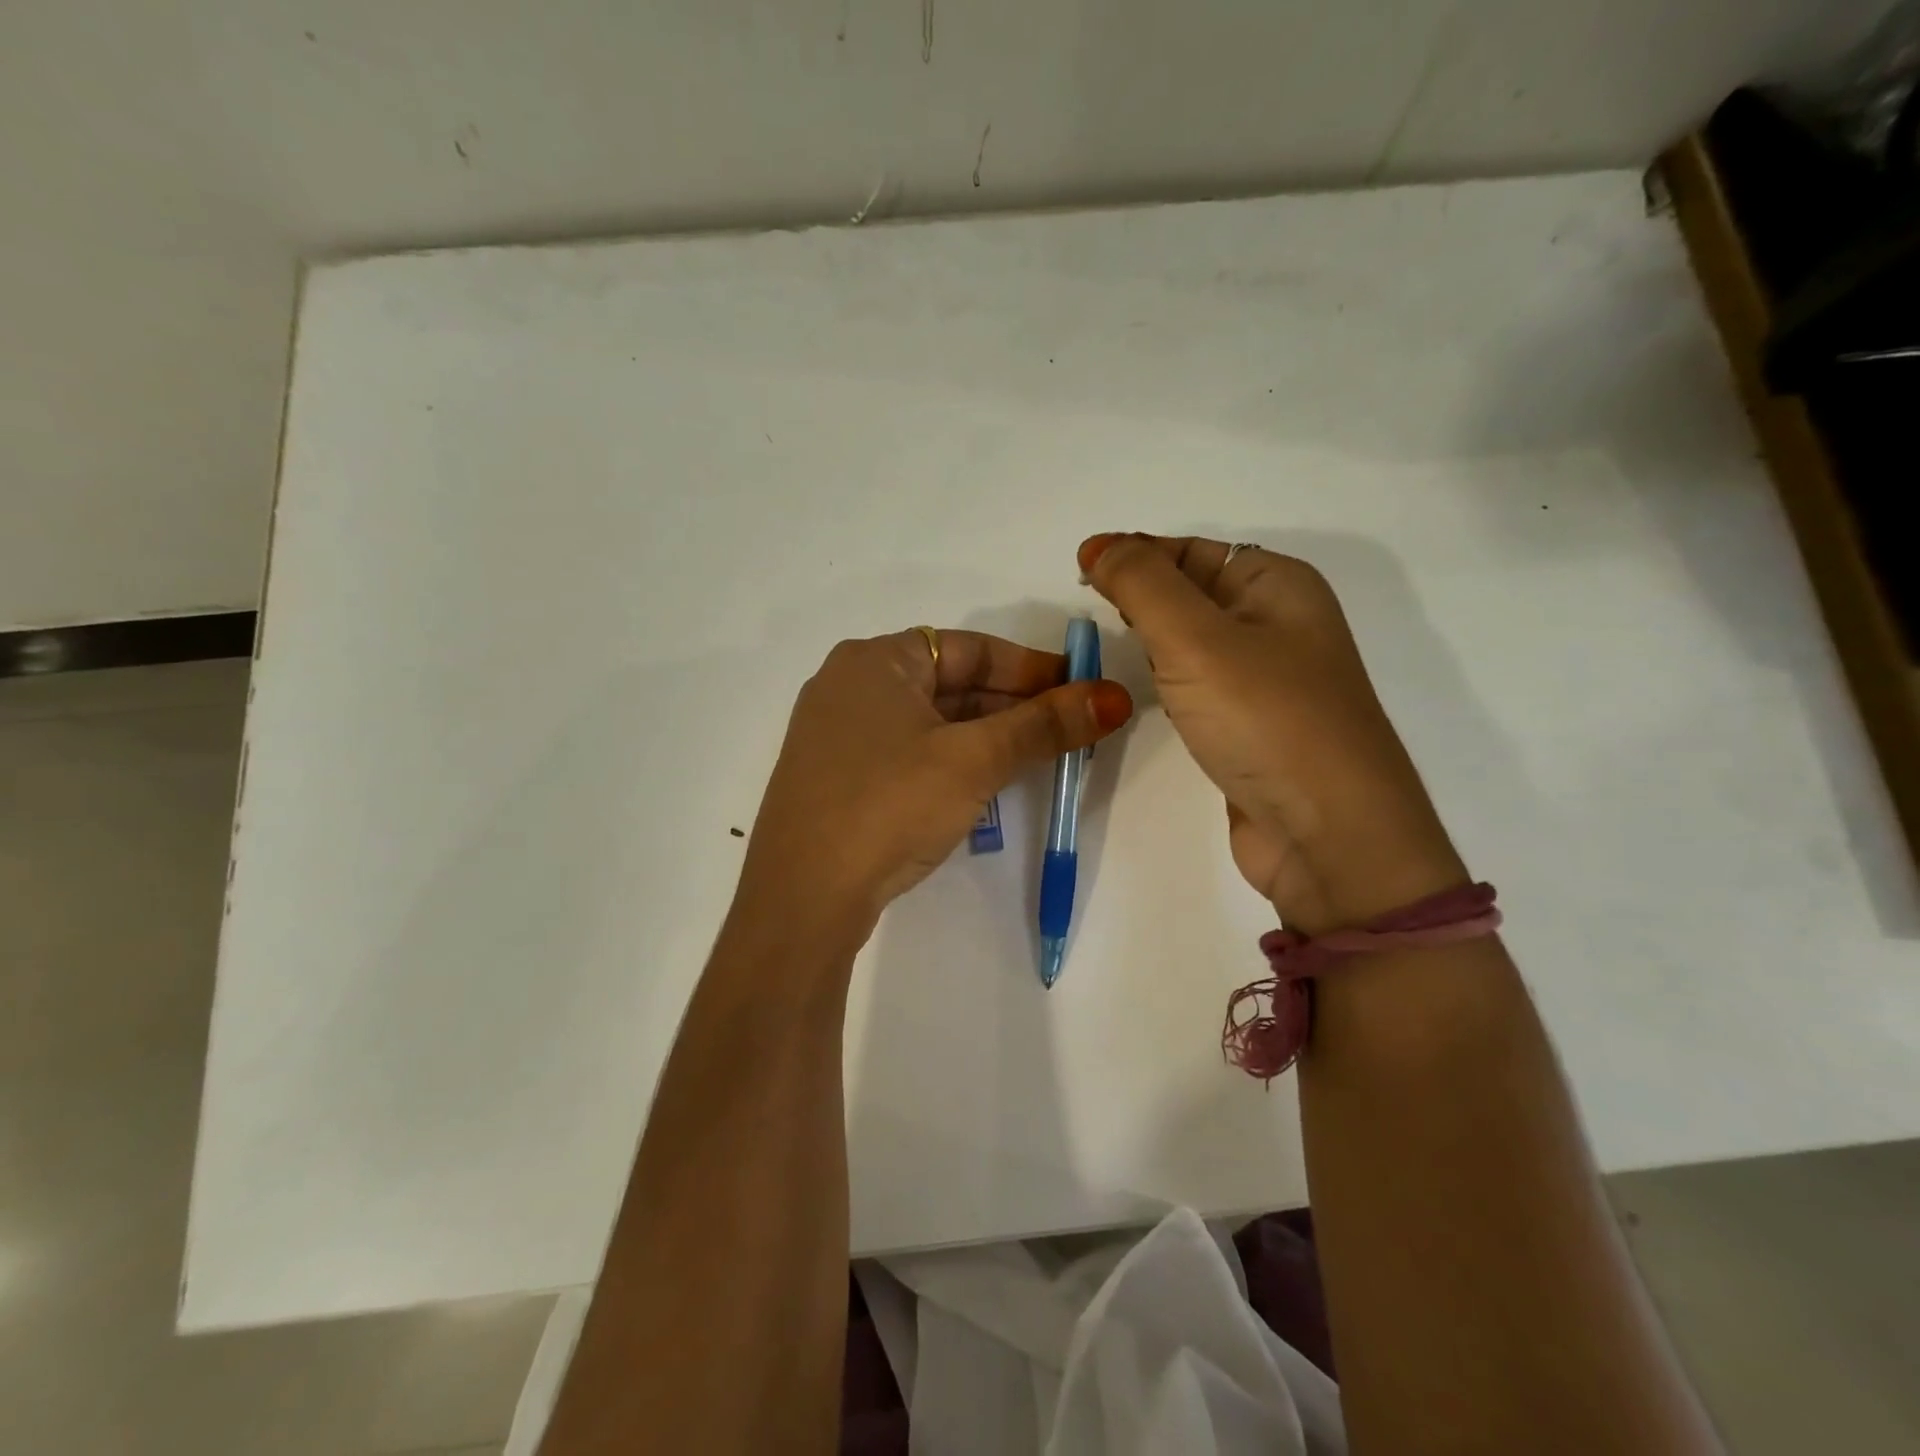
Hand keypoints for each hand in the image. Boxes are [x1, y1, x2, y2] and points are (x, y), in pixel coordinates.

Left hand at [738, 628, 1132, 944]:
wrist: (802, 897)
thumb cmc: (889, 805)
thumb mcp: (973, 761)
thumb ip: (1044, 726)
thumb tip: (1116, 697)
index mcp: (874, 660)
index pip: (970, 648)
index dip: (1031, 667)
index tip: (1080, 689)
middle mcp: (850, 686)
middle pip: (949, 683)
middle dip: (1013, 705)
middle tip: (1070, 727)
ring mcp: (838, 735)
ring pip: (930, 722)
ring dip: (986, 736)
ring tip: (1040, 755)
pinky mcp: (837, 778)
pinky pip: (907, 753)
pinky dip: (950, 761)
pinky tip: (984, 784)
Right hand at [1079, 534, 1465, 932]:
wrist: (1328, 834)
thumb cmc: (1265, 720)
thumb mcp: (1195, 638)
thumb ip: (1142, 584)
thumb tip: (1099, 544)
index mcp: (1277, 584)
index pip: (1190, 549)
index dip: (1135, 554)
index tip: (1080, 571)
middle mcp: (1278, 622)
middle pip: (1192, 590)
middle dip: (1140, 594)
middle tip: (1090, 611)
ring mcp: (1268, 678)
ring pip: (1194, 640)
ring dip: (1152, 638)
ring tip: (1109, 645)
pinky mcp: (1252, 724)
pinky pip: (1200, 683)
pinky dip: (1168, 679)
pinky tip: (1148, 689)